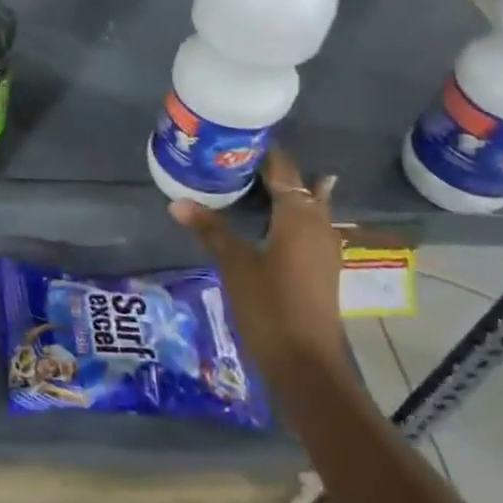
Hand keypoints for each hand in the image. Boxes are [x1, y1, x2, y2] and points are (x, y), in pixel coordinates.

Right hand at [169, 148, 345, 373]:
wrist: (306, 363)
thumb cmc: (270, 306)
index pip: (284, 170)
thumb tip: (177, 201)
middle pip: (300, 186)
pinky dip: (293, 214)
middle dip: (274, 171)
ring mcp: (324, 248)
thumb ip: (209, 229)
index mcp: (298, 216)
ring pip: (308, 207)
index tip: (237, 138)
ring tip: (257, 179)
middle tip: (238, 158)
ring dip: (286, 192)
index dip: (264, 153)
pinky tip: (276, 219)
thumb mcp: (234, 264)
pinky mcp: (321, 268)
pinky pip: (309, 226)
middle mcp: (318, 225)